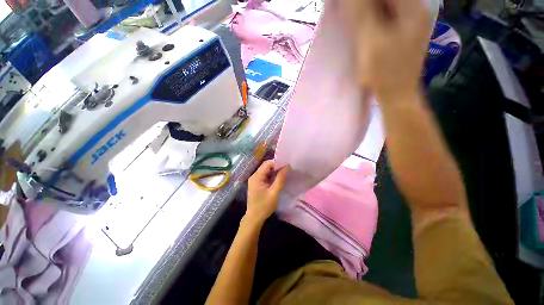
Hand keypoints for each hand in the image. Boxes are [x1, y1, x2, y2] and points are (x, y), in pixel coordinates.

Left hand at [245, 160, 288, 226]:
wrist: (254, 218)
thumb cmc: (264, 206)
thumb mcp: (274, 192)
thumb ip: (280, 179)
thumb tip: (286, 167)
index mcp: (257, 177)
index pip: (267, 164)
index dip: (277, 163)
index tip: (286, 165)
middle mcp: (254, 176)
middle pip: (266, 166)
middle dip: (276, 167)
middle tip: (286, 170)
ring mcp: (255, 180)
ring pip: (266, 171)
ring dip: (274, 172)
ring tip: (284, 174)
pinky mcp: (256, 184)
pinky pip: (265, 176)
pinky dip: (272, 176)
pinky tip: (278, 179)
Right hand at [346, 0, 430, 102]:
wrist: (396, 96)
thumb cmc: (385, 72)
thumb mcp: (371, 41)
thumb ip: (362, 14)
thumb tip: (350, 0)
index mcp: (412, 9)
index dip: (364, 1)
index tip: (350, 7)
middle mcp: (414, 12)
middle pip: (387, 0)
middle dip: (366, 5)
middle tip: (350, 12)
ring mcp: (408, 25)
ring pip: (385, 8)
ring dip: (368, 11)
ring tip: (354, 21)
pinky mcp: (401, 36)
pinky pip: (385, 19)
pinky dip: (372, 20)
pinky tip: (363, 29)